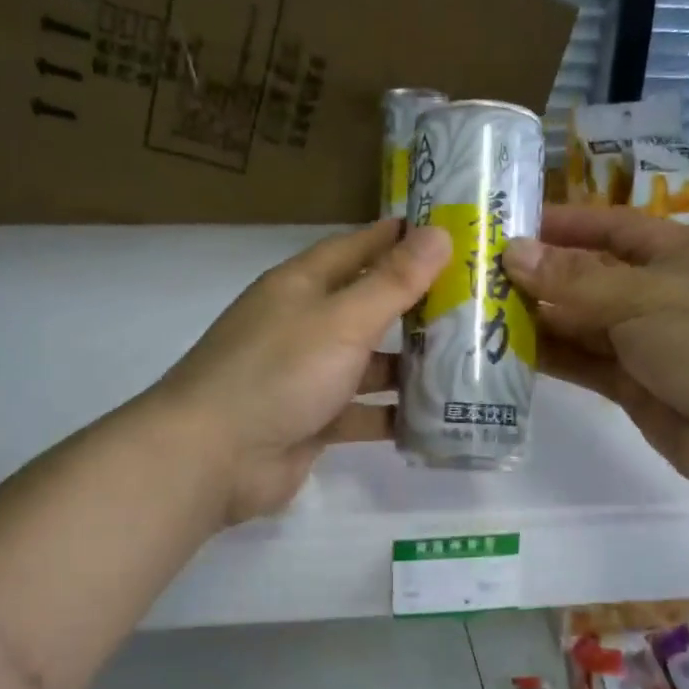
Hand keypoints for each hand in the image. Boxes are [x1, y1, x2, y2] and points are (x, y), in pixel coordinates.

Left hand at [154, 220, 450, 524]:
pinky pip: (361, 412)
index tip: (450, 232)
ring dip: (409, 363)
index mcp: (302, 285)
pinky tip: (439, 416)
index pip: (357, 248)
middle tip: (476, 302)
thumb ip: (392, 281)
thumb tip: (438, 232)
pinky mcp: (312, 421)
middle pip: (368, 306)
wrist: (213, 457)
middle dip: (416, 305)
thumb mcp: (342, 320)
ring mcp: (306, 376)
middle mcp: (304, 324)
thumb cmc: (278, 372)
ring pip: (368, 362)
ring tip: (471, 360)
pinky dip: (393, 414)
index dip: (399, 238)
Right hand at [502, 205, 688, 499]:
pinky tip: (508, 351)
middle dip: (538, 275)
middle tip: (478, 275)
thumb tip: (512, 253)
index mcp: (675, 254)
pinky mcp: (633, 386)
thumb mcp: (643, 297)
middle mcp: (657, 292)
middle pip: (588, 276)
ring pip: (581, 323)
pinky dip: (551, 357)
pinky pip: (584, 363)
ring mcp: (645, 342)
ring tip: (481, 313)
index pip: (610, 228)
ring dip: (537, 318)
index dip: (563, 223)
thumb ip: (574, 280)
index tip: (509, 224)